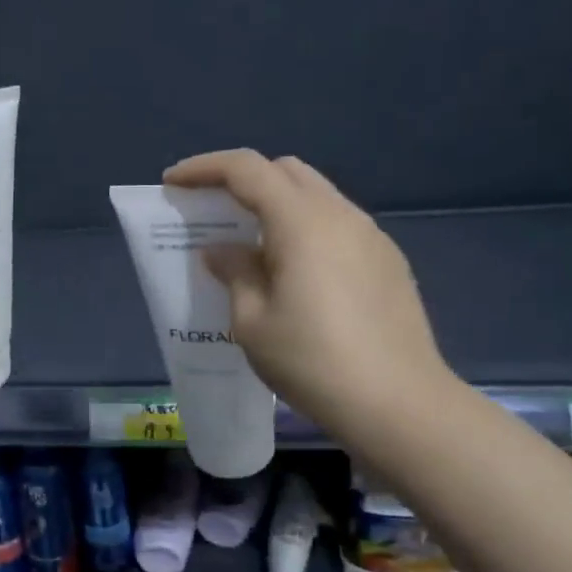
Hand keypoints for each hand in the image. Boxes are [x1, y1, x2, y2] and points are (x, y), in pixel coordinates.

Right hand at [162, 150, 453, 443]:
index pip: (246, 169)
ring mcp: (371, 237)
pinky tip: (293, 272)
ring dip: (276, 205)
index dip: (204, 168)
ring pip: (315, 196)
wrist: (398, 404)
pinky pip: (337, 225)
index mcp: (301, 222)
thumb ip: (234, 273)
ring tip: (250, 246)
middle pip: (285, 171)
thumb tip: (222, 250)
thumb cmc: (312, 362)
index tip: (173, 183)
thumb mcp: (252, 322)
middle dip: (243, 180)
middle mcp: (340, 215)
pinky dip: (304, 229)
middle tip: (212, 211)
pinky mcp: (388, 262)